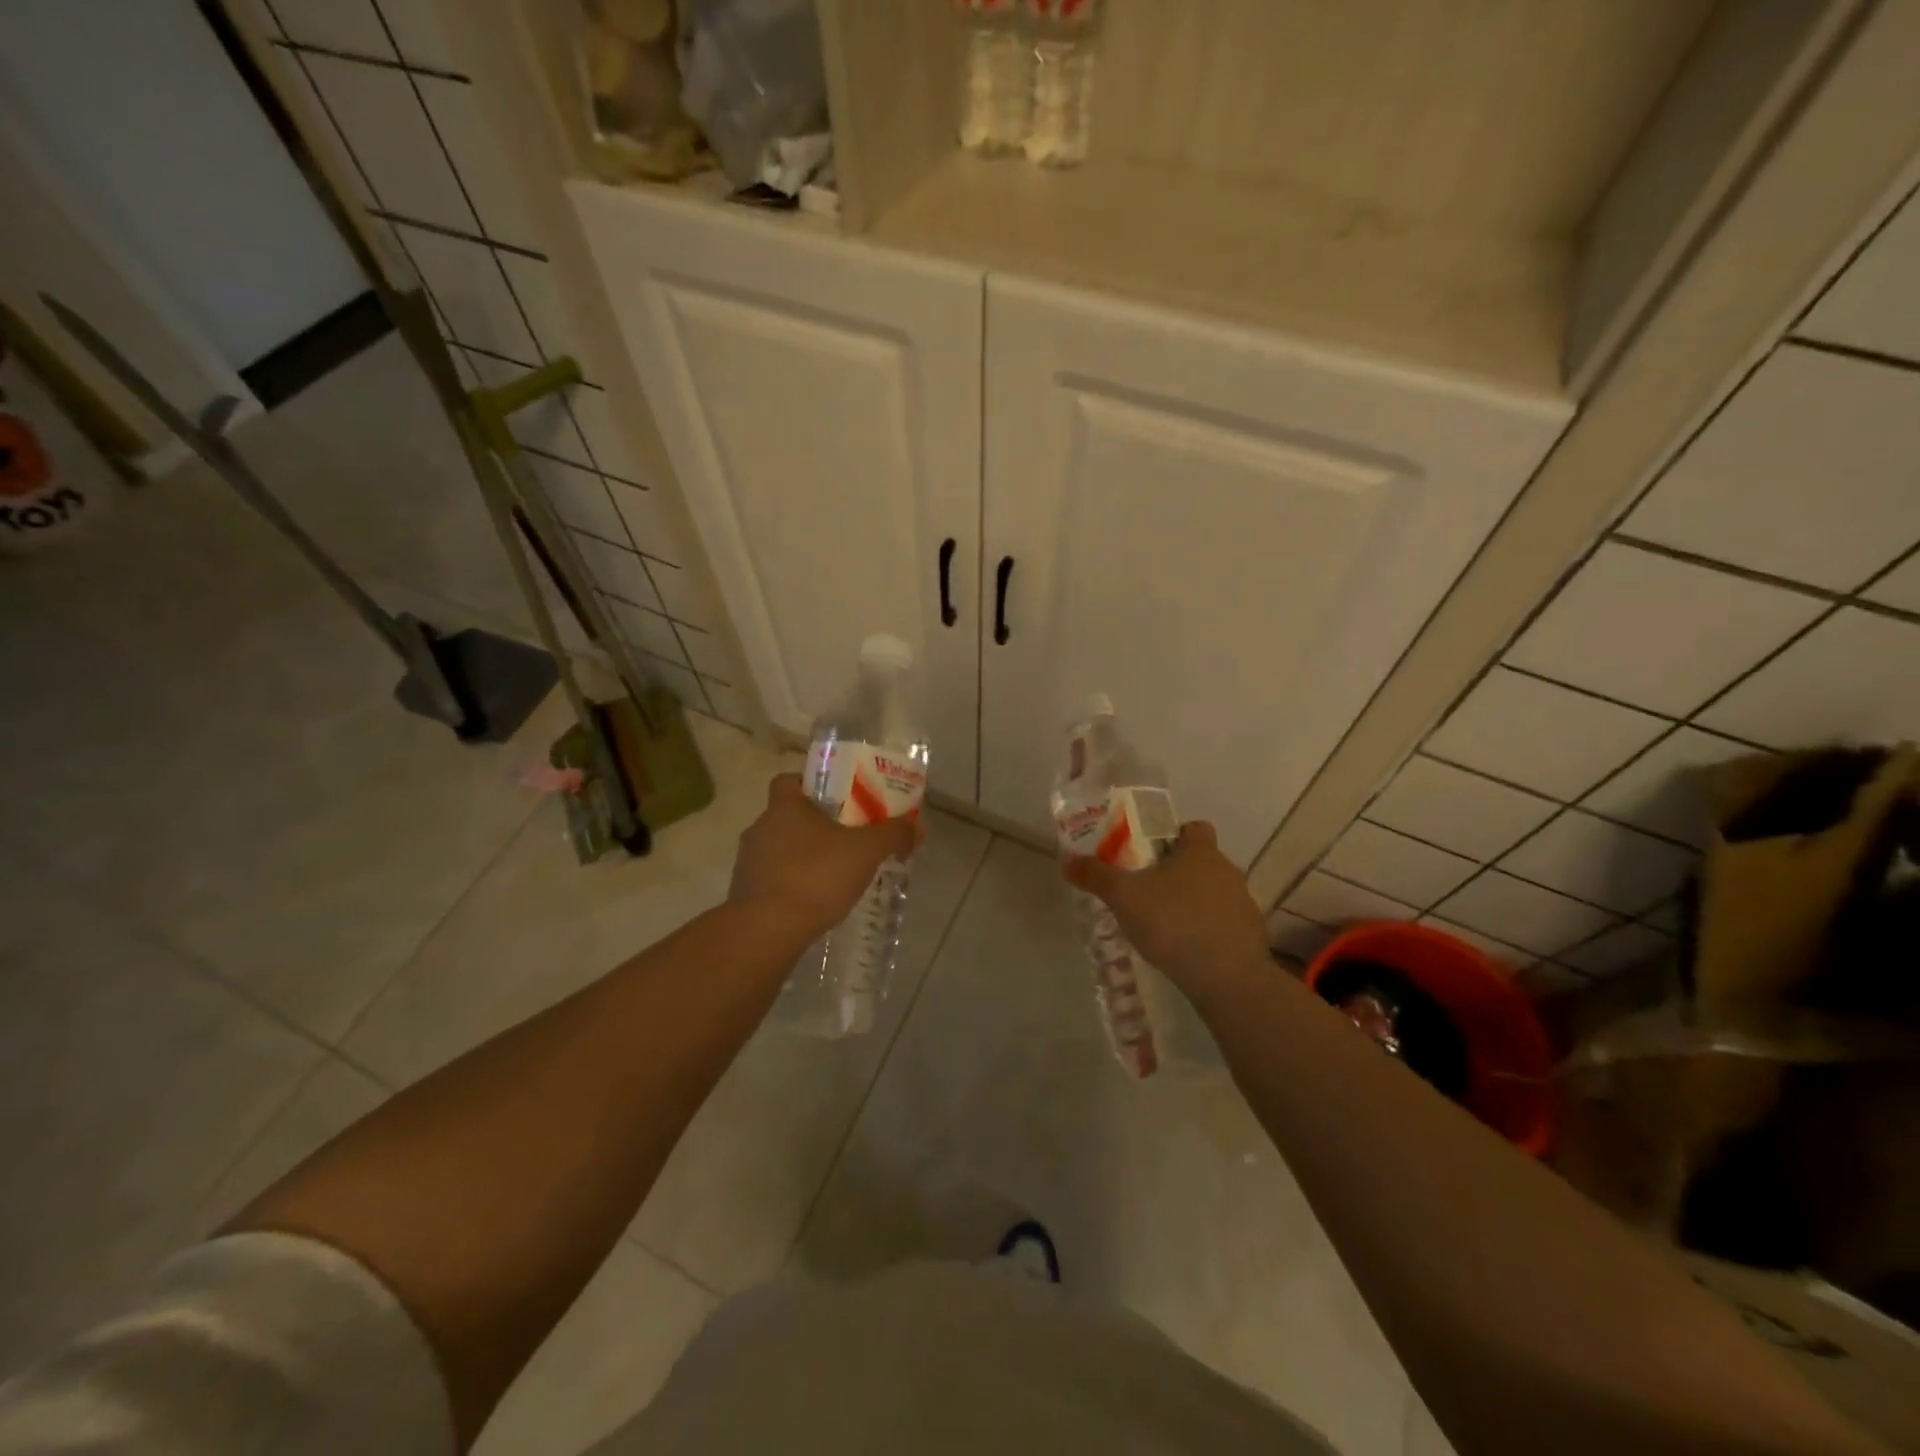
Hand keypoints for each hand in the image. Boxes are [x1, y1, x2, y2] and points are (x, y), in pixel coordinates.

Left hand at [730, 773, 922, 940]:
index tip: (836, 798)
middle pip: (787, 815)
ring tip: (834, 873)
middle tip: (846, 837)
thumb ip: (893, 834)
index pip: (789, 780)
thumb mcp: (866, 851)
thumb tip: (916, 827)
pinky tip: (815, 900)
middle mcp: (760, 827)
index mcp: (784, 806)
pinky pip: (773, 879)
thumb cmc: (816, 876)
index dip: (811, 784)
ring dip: (803, 856)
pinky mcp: (745, 893)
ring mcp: (748, 862)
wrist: (768, 930)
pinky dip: (792, 884)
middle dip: (815, 824)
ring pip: (780, 848)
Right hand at [1062, 821, 1270, 1006]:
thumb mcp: (1124, 897)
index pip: (1194, 828)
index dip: (1174, 834)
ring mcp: (1242, 904)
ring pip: (1212, 893)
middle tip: (1145, 888)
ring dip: (1191, 902)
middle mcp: (1227, 871)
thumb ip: (1096, 876)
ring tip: (1161, 923)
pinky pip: (1222, 923)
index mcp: (1200, 852)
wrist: (1228, 979)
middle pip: (1201, 861)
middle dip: (1176, 871)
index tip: (1149, 851)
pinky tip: (1183, 949)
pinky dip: (1205, 930)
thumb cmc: (1174, 923)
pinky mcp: (1248, 936)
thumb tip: (1067, 861)